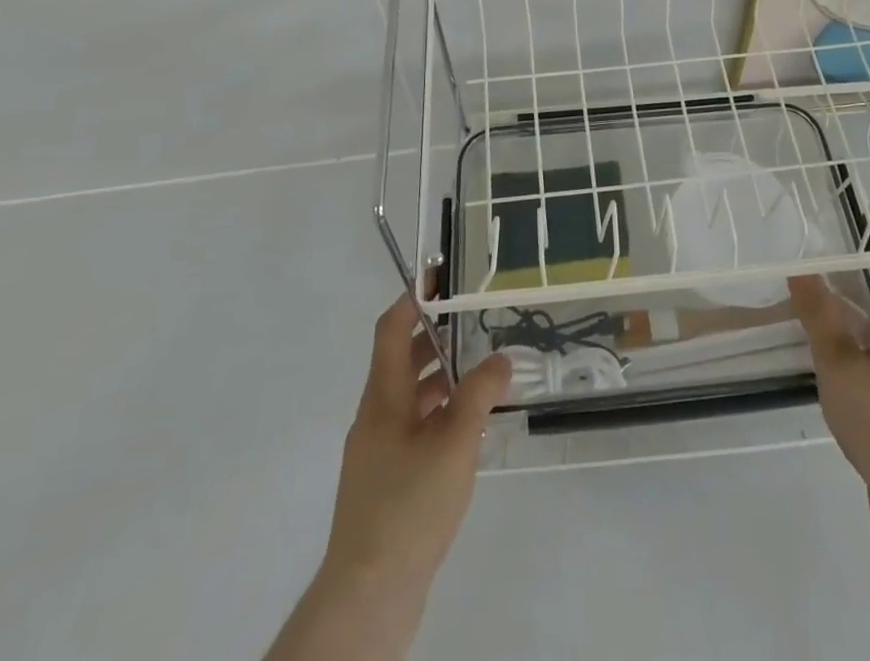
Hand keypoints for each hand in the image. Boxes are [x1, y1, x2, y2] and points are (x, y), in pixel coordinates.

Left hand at [270, 296, 510, 659]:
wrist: (369, 593)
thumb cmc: (410, 505)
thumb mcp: (454, 443)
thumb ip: (479, 394)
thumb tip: (500, 359)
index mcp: (382, 397)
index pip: (391, 330)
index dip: (413, 298)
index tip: (439, 275)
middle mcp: (374, 416)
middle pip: (401, 361)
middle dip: (436, 339)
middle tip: (474, 324)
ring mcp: (377, 451)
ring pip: (410, 398)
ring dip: (441, 380)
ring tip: (481, 375)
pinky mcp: (385, 481)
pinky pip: (413, 429)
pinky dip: (438, 416)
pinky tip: (468, 431)